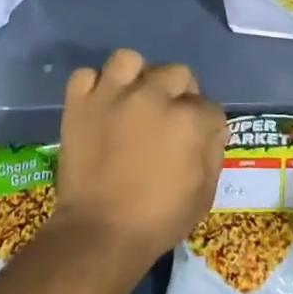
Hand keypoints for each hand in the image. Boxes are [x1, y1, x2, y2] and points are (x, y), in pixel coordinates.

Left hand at [49, 48, 227, 275]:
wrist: (99, 233)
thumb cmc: (157, 220)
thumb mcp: (204, 194)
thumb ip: (213, 153)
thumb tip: (211, 131)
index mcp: (187, 119)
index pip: (210, 107)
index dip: (207, 125)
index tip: (198, 140)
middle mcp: (152, 96)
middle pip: (177, 73)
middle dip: (180, 95)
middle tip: (169, 118)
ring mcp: (112, 95)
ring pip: (130, 60)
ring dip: (136, 77)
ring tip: (133, 98)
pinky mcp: (79, 102)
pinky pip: (86, 75)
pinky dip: (93, 86)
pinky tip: (100, 104)